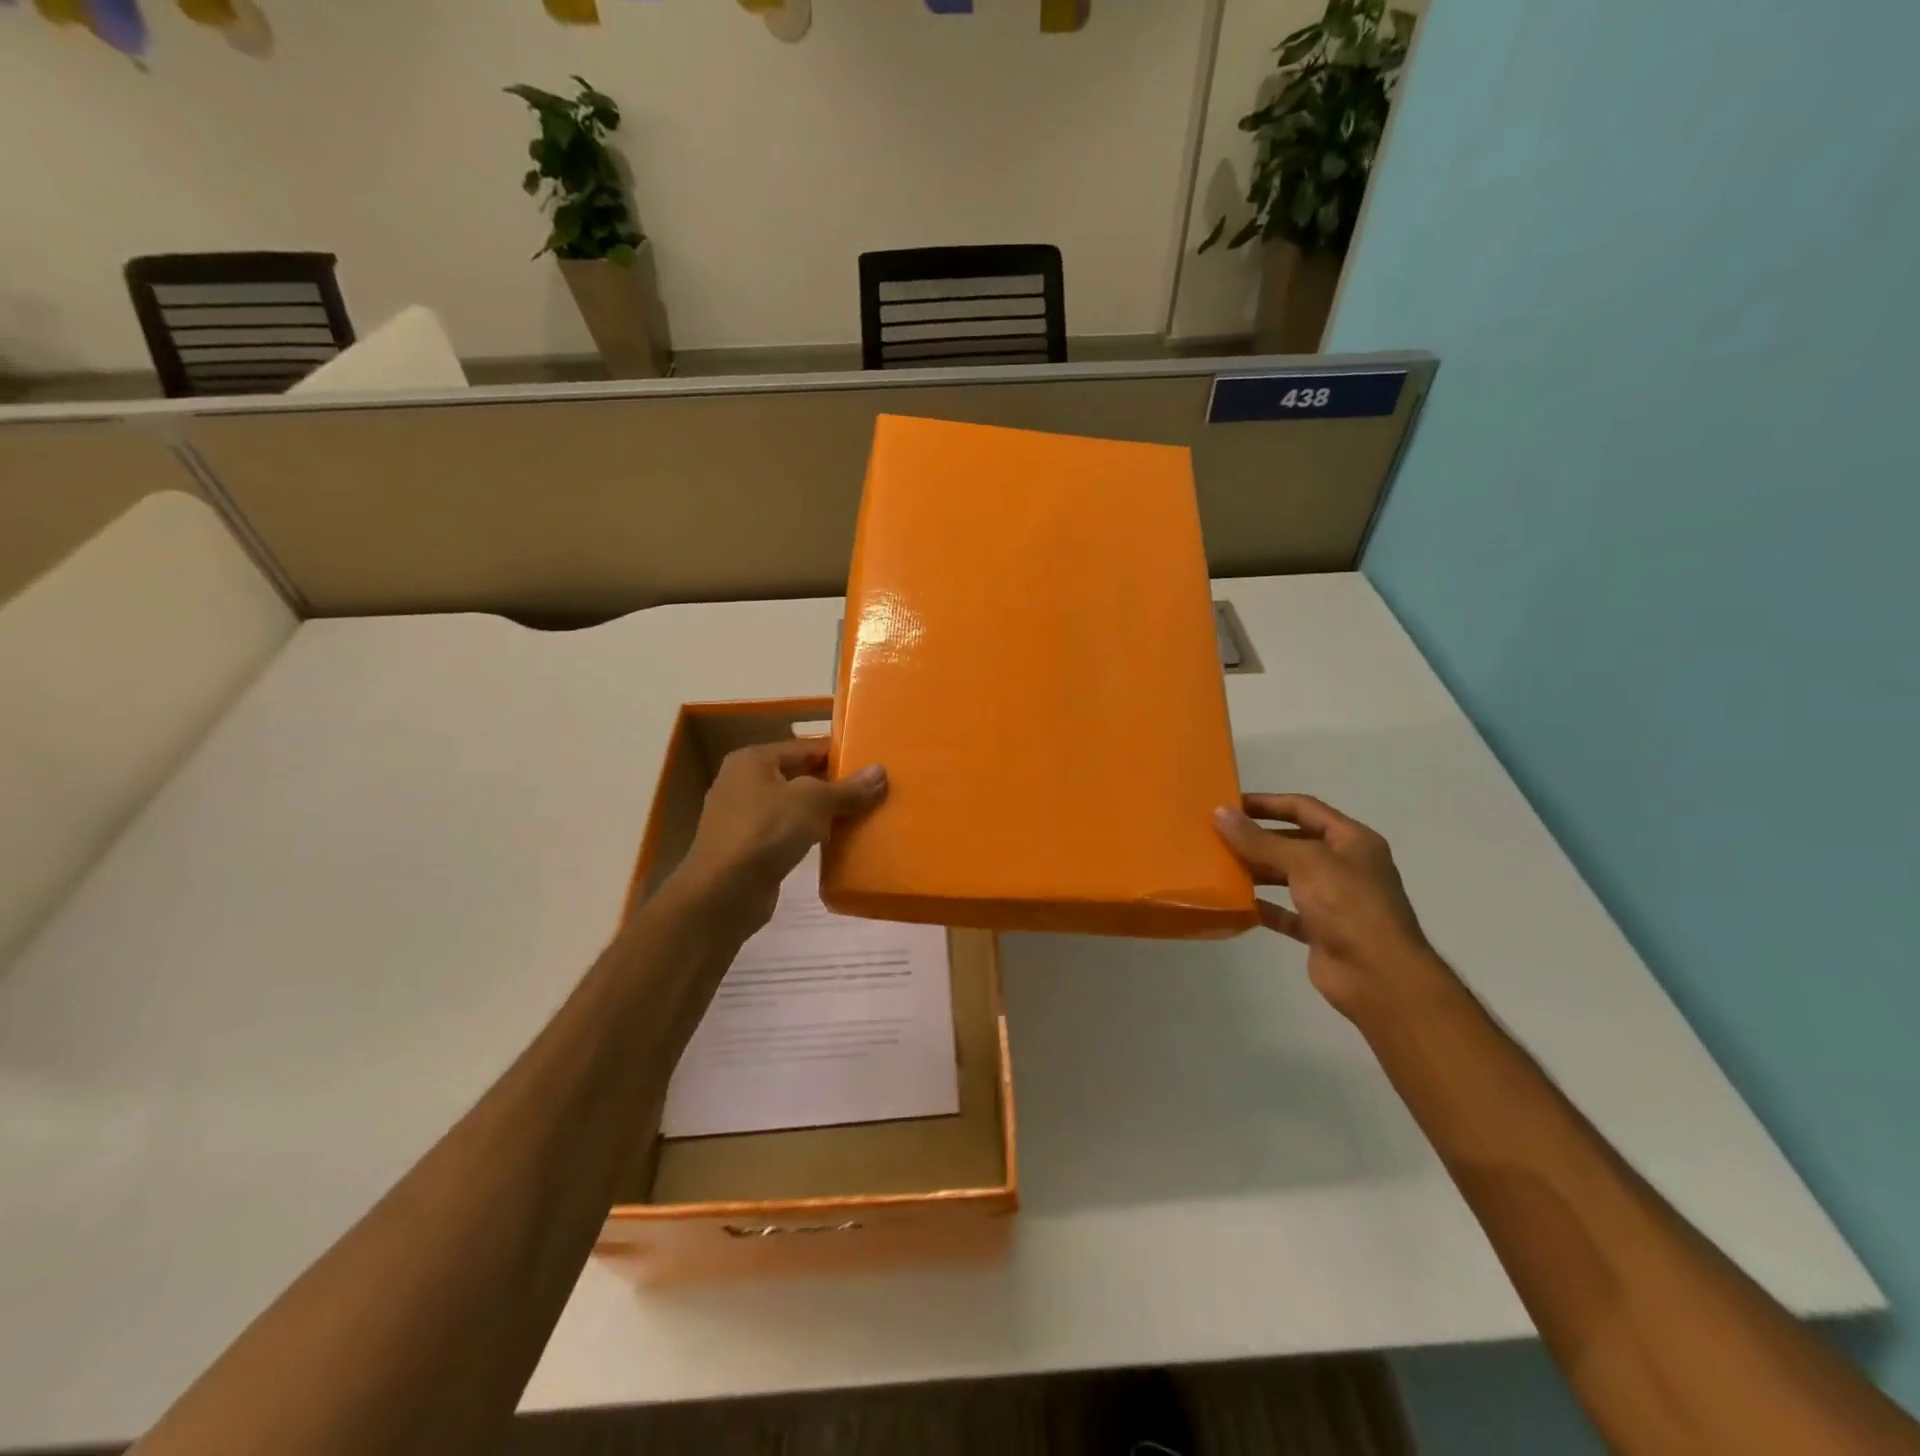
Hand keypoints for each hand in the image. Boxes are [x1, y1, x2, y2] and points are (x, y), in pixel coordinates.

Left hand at [675, 741, 886, 930]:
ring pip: (792, 806)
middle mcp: (742, 782)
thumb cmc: (766, 831)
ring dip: (821, 812)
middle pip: (798, 776)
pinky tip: (833, 843)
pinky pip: (785, 833)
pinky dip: (807, 835)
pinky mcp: (747, 848)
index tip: (871, 763)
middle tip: (872, 790)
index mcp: (753, 760)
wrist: (723, 893)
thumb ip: (847, 788)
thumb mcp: (813, 802)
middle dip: (832, 784)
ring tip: (860, 815)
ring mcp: (741, 817)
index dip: (838, 754)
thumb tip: (880, 772)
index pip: (805, 747)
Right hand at [1213, 793, 1447, 1021]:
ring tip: (1219, 866)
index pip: (1304, 808)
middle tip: (1217, 835)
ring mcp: (1334, 899)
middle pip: (1294, 841)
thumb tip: (1219, 812)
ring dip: (1257, 870)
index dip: (1267, 803)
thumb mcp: (1303, 862)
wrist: (1379, 977)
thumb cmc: (1348, 906)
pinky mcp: (1321, 930)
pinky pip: (1285, 911)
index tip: (1229, 803)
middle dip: (1258, 837)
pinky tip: (1235, 902)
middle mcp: (1345, 865)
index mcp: (1351, 840)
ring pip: (1288, 876)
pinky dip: (1262, 905)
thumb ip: (1259, 840)